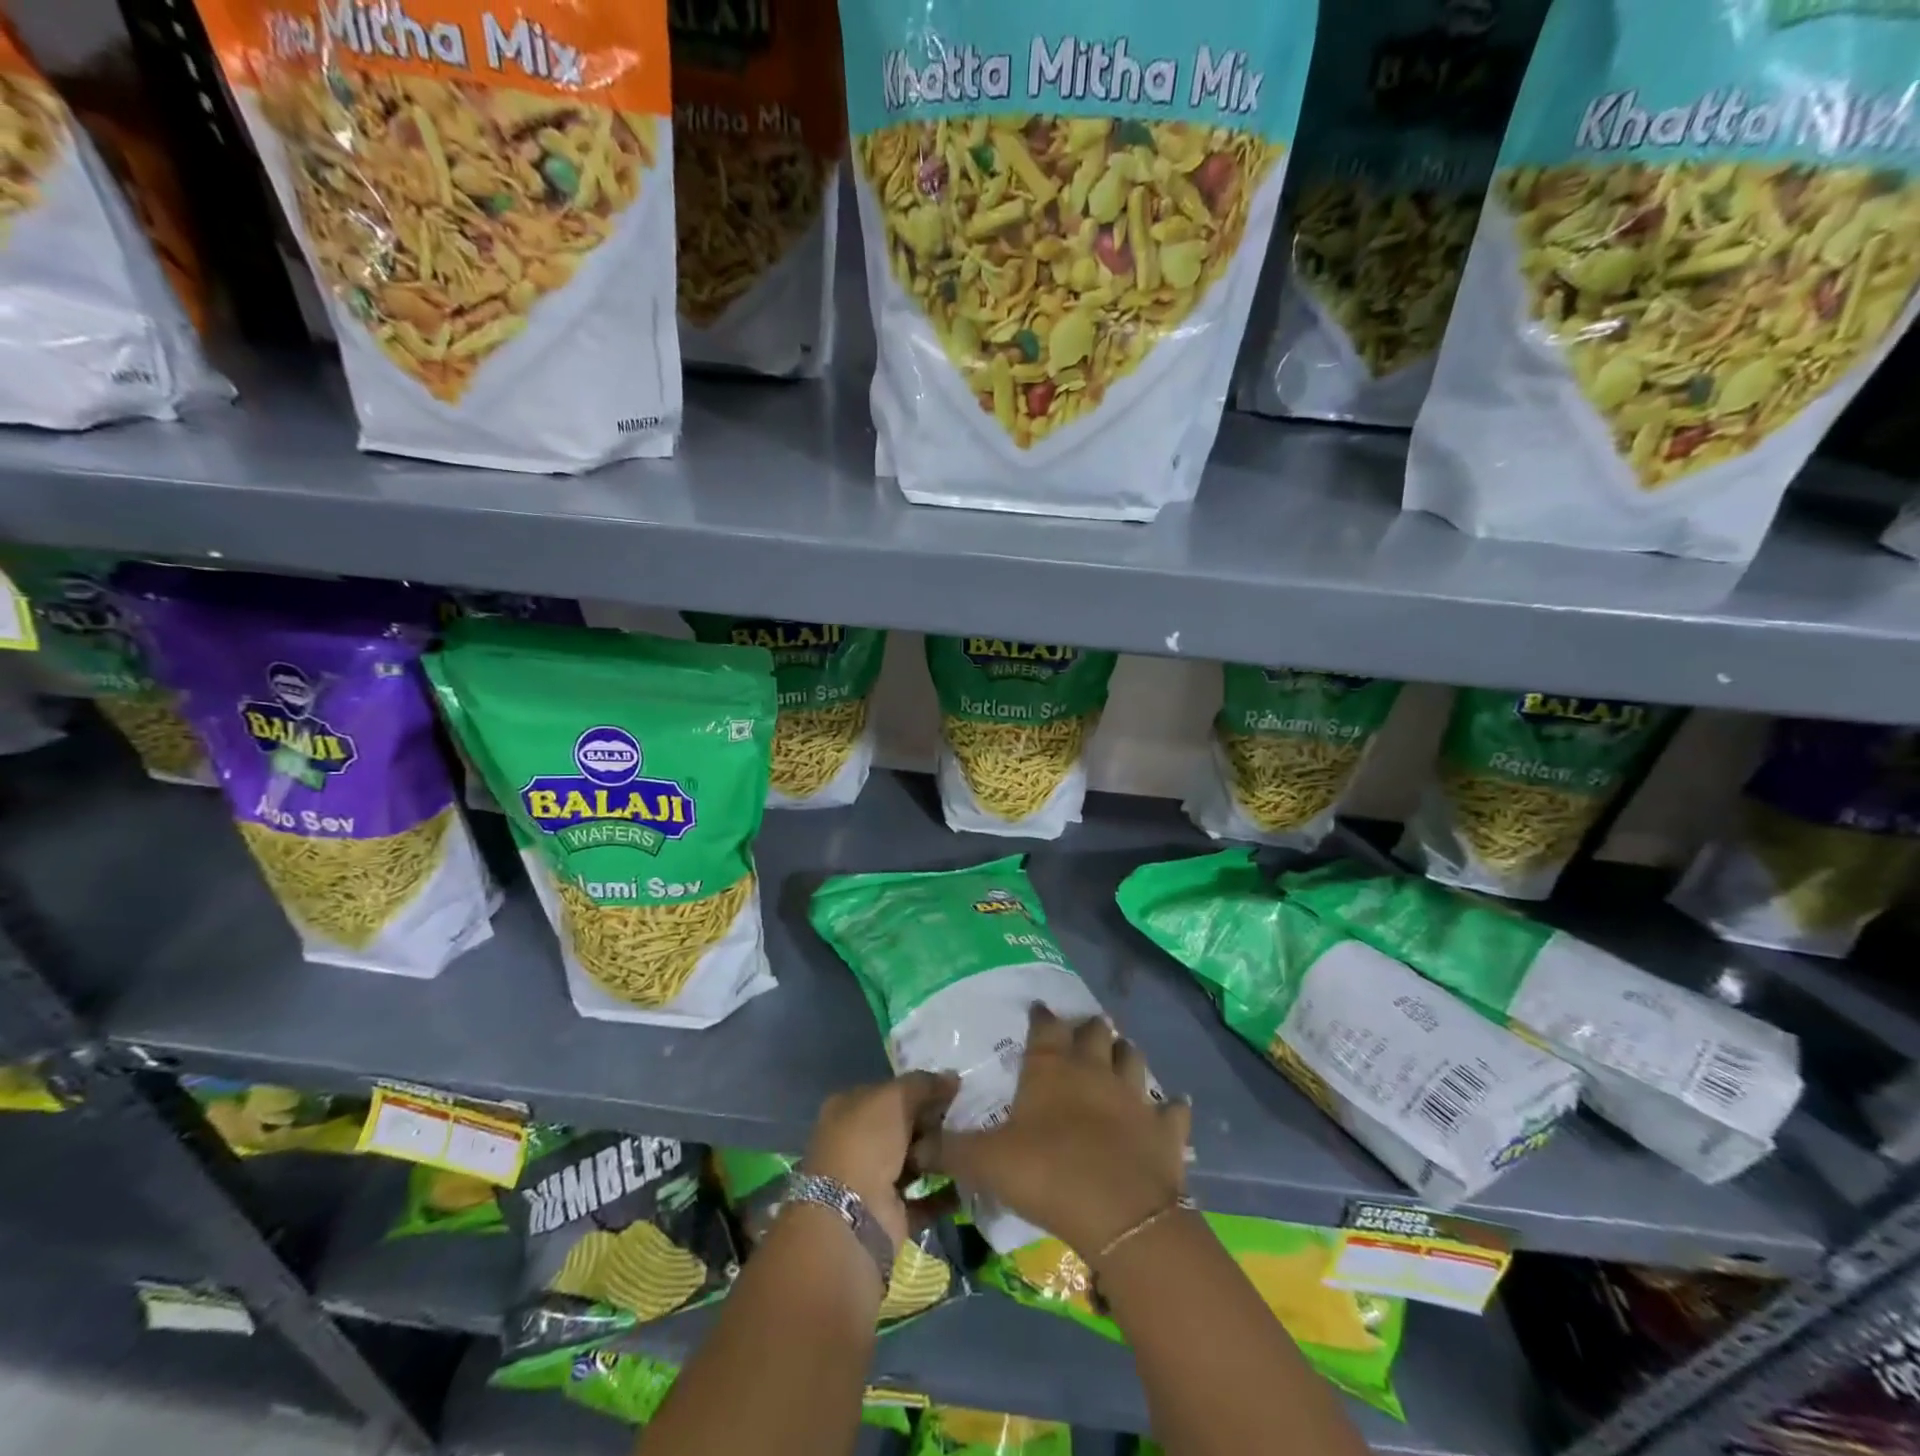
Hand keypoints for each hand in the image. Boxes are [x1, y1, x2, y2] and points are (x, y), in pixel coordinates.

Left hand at [804, 1071, 958, 1247]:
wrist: (852, 1217)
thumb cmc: (866, 1142)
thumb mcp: (895, 1097)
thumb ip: (924, 1084)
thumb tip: (952, 1078)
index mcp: (848, 1109)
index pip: (888, 1092)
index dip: (918, 1088)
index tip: (952, 1089)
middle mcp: (856, 1142)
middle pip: (902, 1126)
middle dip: (932, 1121)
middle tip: (967, 1115)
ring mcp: (872, 1180)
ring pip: (913, 1161)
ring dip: (939, 1155)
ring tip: (972, 1143)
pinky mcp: (890, 1214)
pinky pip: (924, 1198)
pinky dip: (945, 1192)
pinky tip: (970, 1177)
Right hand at [914, 1005, 1189, 1257]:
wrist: (1119, 1212)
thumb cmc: (1046, 1173)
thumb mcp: (985, 1163)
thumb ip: (948, 1150)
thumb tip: (912, 1144)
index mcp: (1051, 1068)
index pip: (1045, 1026)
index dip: (1041, 1016)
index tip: (1039, 1011)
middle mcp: (1094, 1069)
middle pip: (1095, 1032)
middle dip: (1089, 1028)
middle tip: (1082, 1033)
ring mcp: (1135, 1095)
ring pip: (1133, 1058)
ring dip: (1126, 1054)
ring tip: (1120, 1055)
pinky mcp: (1166, 1127)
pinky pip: (1174, 1109)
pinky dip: (1172, 1107)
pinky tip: (1173, 1107)